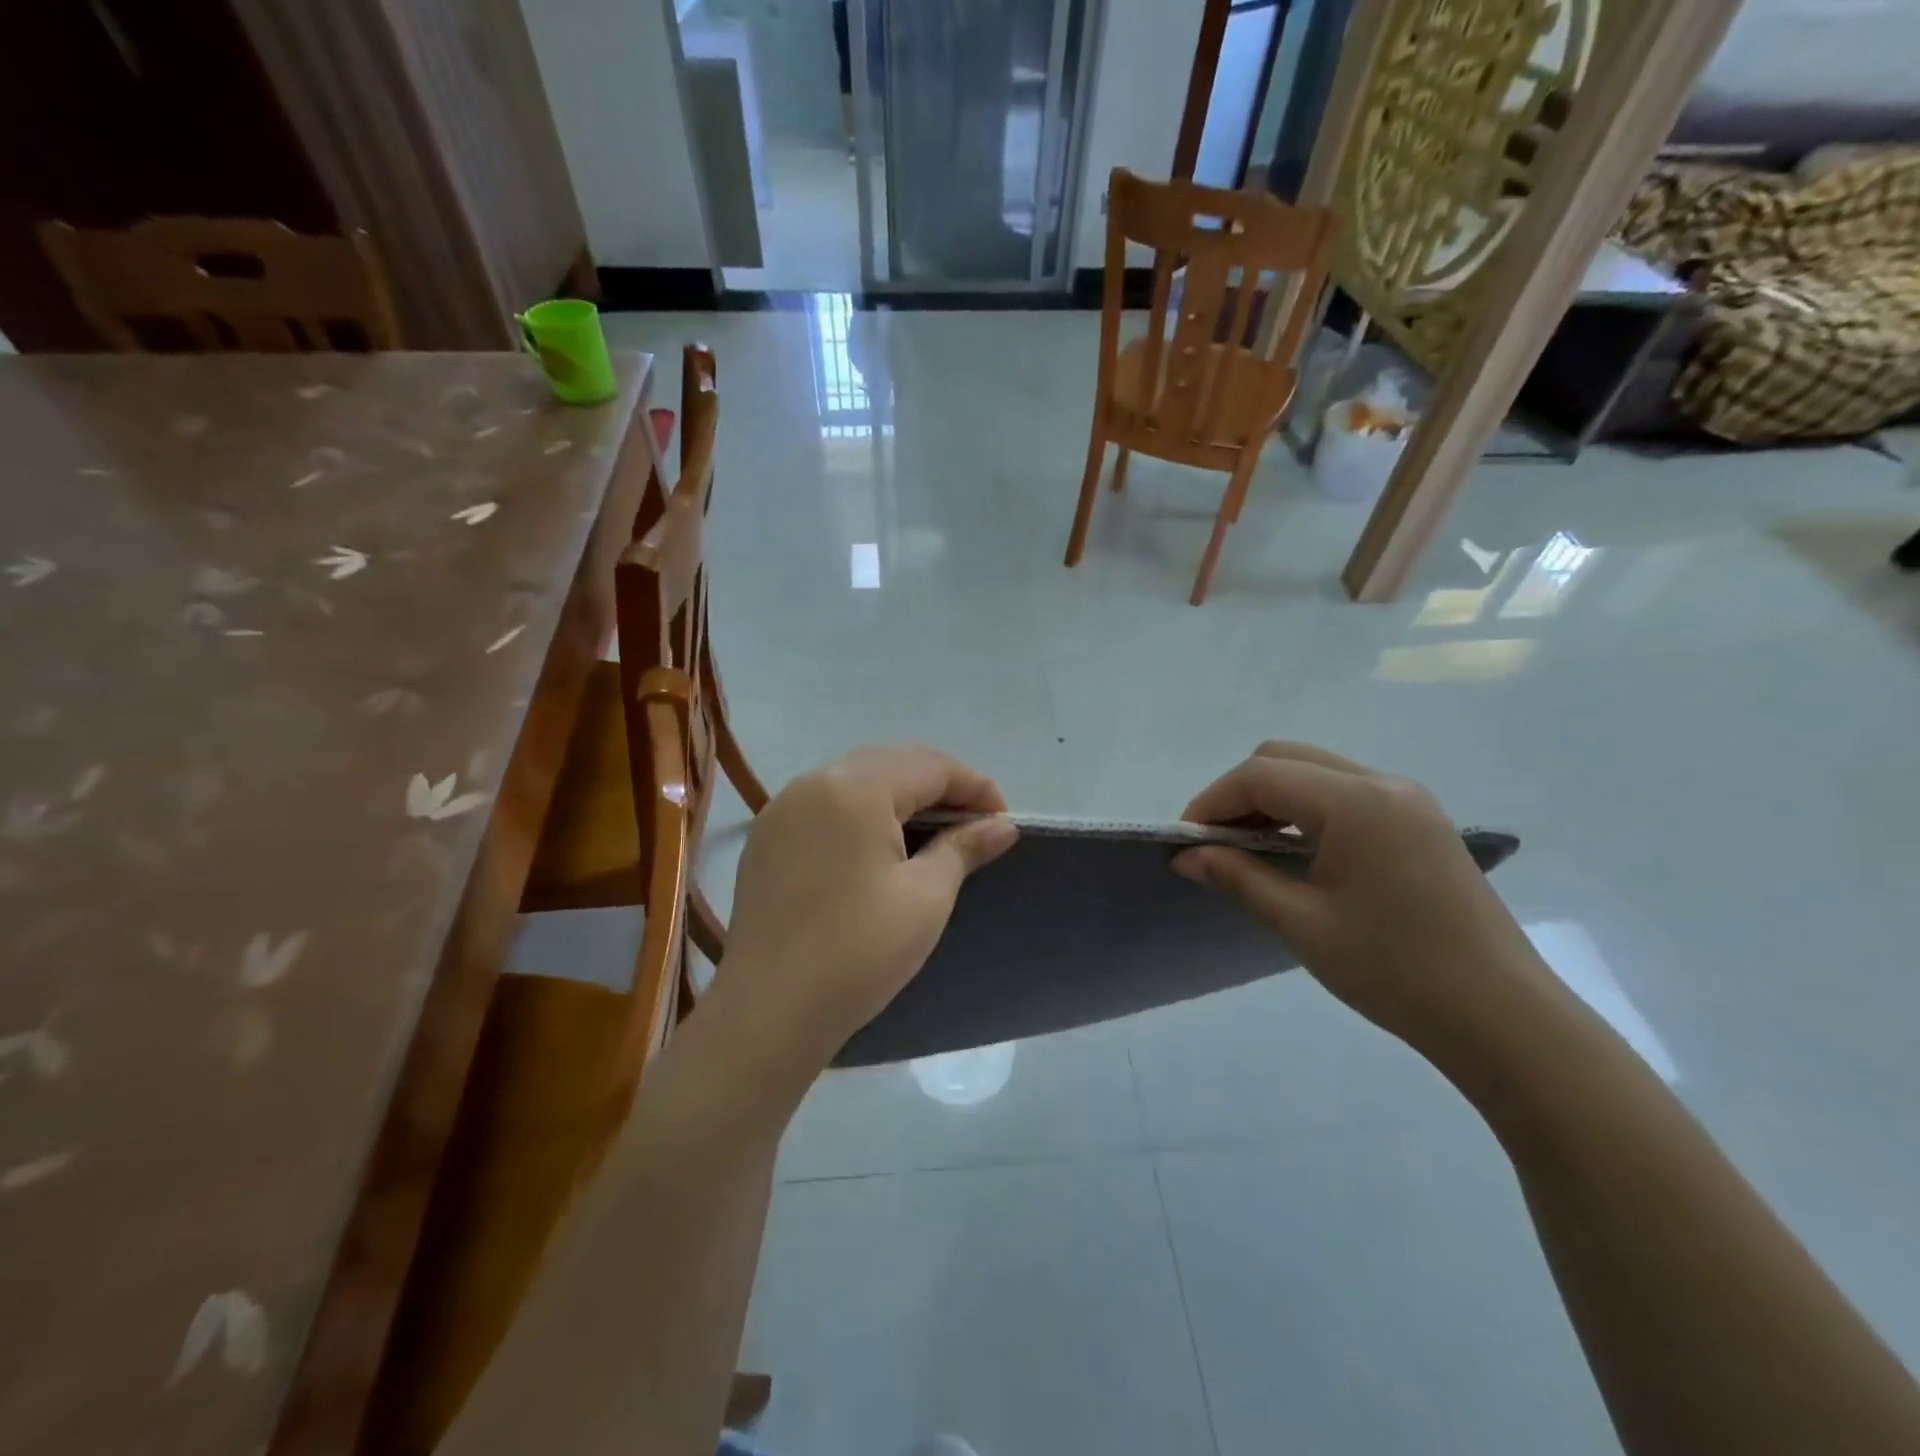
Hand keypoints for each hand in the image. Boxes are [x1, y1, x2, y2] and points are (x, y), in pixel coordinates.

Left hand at [714, 744, 1017, 1072]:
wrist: (767, 1013)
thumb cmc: (858, 953)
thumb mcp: (925, 898)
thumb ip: (964, 848)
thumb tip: (1002, 825)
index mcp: (855, 789)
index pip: (931, 766)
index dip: (975, 787)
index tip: (1003, 822)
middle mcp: (814, 782)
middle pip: (892, 763)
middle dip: (940, 786)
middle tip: (973, 826)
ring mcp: (783, 808)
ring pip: (857, 779)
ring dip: (901, 796)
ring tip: (932, 834)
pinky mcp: (767, 836)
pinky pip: (826, 803)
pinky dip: (862, 811)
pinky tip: (878, 847)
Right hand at [1173, 742, 1546, 1052]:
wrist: (1502, 1017)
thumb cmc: (1393, 970)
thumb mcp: (1301, 922)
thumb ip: (1237, 877)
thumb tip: (1184, 856)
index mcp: (1356, 801)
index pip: (1260, 775)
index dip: (1212, 802)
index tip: (1184, 842)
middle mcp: (1383, 783)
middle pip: (1286, 759)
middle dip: (1238, 794)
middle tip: (1214, 844)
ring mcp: (1407, 799)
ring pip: (1315, 772)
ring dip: (1271, 800)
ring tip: (1247, 850)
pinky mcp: (1419, 821)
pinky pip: (1344, 794)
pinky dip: (1305, 810)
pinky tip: (1294, 852)